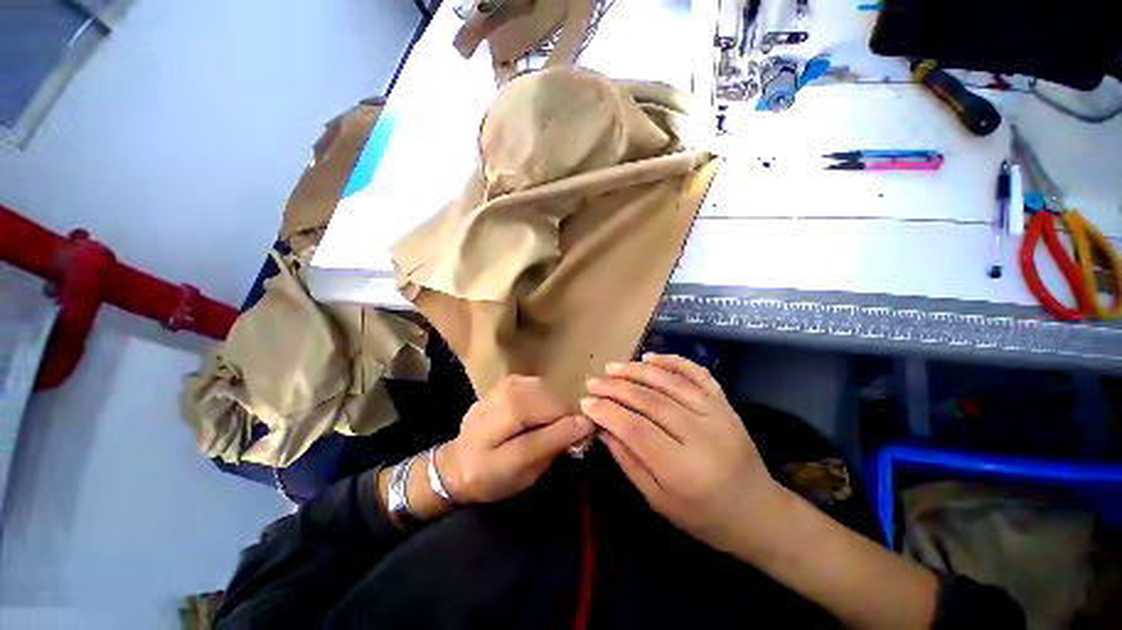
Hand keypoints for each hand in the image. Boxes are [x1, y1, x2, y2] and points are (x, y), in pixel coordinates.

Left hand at [439, 375, 593, 504]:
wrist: (459, 460)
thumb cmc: (495, 477)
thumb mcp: (524, 477)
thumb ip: (550, 450)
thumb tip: (582, 425)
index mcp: (485, 459)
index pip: (528, 444)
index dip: (561, 433)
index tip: (588, 427)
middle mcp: (484, 420)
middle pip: (531, 407)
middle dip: (560, 413)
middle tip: (572, 423)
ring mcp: (492, 395)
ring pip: (534, 390)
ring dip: (554, 401)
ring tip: (557, 416)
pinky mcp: (501, 383)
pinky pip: (533, 382)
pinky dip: (545, 393)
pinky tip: (544, 405)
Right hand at [582, 354, 781, 554]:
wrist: (759, 513)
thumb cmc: (703, 517)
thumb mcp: (658, 500)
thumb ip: (628, 462)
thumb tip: (602, 428)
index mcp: (683, 471)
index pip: (635, 430)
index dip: (607, 412)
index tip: (586, 402)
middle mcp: (702, 437)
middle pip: (650, 401)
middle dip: (616, 388)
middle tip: (593, 382)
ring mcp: (718, 415)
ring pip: (670, 382)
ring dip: (637, 371)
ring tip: (613, 367)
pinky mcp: (726, 404)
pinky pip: (697, 374)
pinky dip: (673, 361)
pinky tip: (650, 357)